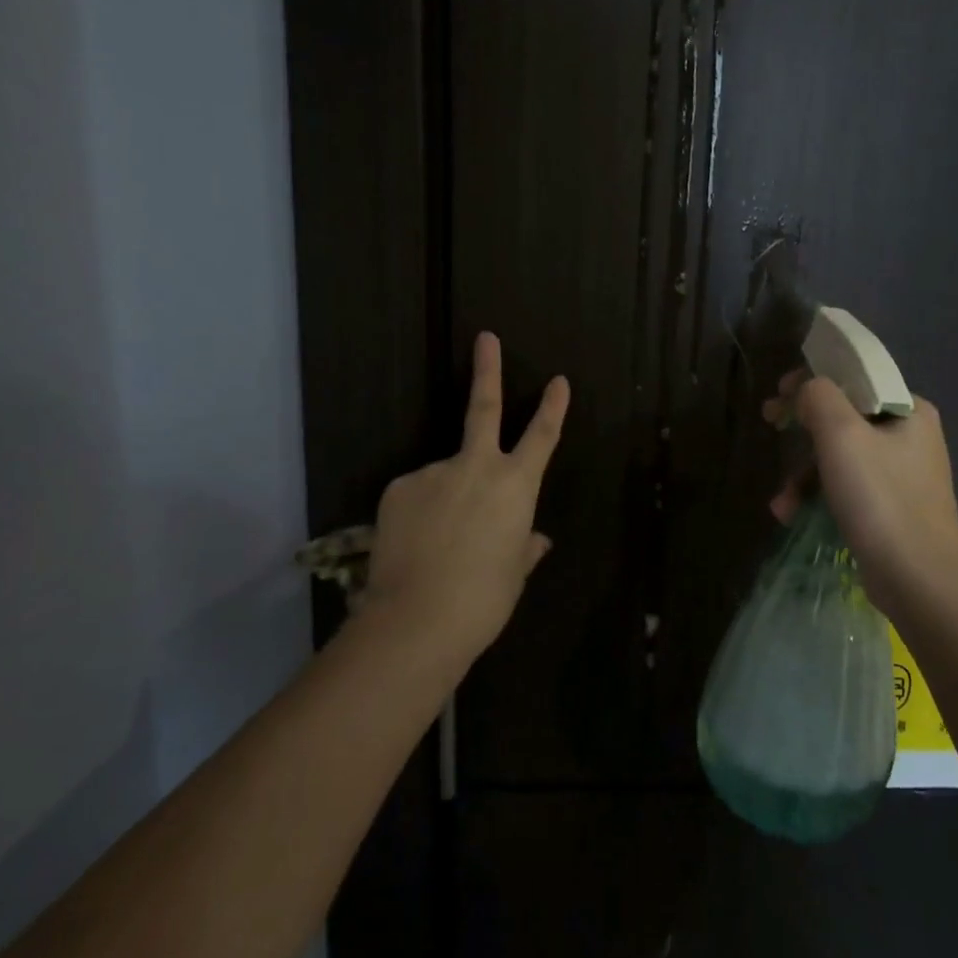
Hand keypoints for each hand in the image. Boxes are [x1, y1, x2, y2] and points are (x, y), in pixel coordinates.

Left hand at [361, 332, 568, 663]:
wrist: (417, 620)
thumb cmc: (483, 599)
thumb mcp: (512, 573)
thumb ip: (523, 548)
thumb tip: (534, 541)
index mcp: (515, 486)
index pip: (542, 437)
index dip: (553, 407)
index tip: (559, 380)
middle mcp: (476, 467)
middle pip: (484, 408)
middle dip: (488, 370)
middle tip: (486, 337)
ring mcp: (434, 472)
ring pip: (444, 476)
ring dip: (445, 499)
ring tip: (436, 546)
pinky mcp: (399, 487)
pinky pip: (416, 495)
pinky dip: (420, 513)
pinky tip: (415, 545)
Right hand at [763, 371, 957, 613]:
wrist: (919, 580)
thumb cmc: (881, 498)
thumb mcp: (842, 434)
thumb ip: (819, 396)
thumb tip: (805, 389)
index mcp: (909, 410)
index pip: (855, 379)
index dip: (812, 381)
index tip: (779, 394)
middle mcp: (910, 437)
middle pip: (843, 418)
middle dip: (802, 431)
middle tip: (770, 426)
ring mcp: (901, 476)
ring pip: (840, 457)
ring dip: (803, 474)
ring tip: (781, 501)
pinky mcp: (890, 509)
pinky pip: (846, 488)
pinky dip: (818, 496)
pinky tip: (791, 515)